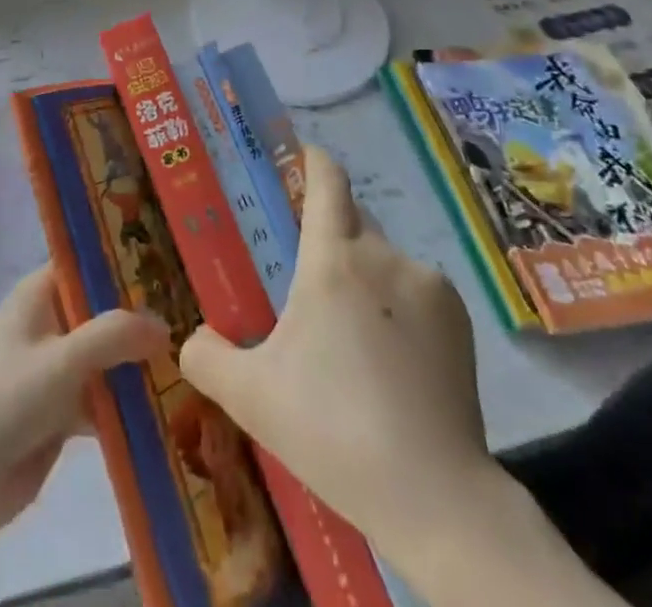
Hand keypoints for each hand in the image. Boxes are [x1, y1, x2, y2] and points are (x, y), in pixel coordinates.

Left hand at [0, 265, 168, 548]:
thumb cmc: (2, 401)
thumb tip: (165, 324)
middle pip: (104, 311)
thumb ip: (114, 336)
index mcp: (40, 293)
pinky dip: (129, 403)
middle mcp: (50, 323)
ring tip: (196, 360)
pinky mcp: (60, 413)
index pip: (89, 264)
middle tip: (198, 315)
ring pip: (107, 357)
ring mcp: (55, 369)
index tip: (174, 262)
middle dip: (143, 317)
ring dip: (140, 363)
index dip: (127, 261)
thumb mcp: (62, 360)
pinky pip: (103, 399)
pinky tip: (171, 409)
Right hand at [178, 145, 497, 552]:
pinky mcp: (461, 319)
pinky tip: (393, 361)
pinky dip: (399, 308)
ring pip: (384, 261)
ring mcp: (428, 285)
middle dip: (331, 236)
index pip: (327, 181)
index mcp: (332, 259)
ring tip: (353, 339)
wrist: (434, 495)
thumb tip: (190, 338)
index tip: (301, 156)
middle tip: (309, 279)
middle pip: (353, 221)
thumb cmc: (331, 429)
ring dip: (365, 280)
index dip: (313, 161)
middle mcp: (382, 255)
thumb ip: (206, 357)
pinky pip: (416, 292)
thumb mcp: (250, 396)